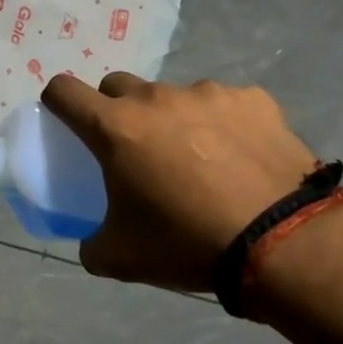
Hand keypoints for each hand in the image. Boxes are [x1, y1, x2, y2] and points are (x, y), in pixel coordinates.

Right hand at [41, 73, 321, 292]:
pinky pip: (224, 104)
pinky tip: (239, 158)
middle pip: (117, 86)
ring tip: (198, 160)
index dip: (57, 103)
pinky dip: (221, 124)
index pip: (63, 91)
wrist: (285, 243)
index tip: (67, 123)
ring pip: (172, 96)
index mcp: (114, 127)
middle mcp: (155, 98)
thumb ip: (92, 243)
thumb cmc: (187, 243)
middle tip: (135, 149)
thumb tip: (90, 241)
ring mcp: (206, 93)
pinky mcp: (252, 100)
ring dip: (172, 119)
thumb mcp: (121, 257)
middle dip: (116, 110)